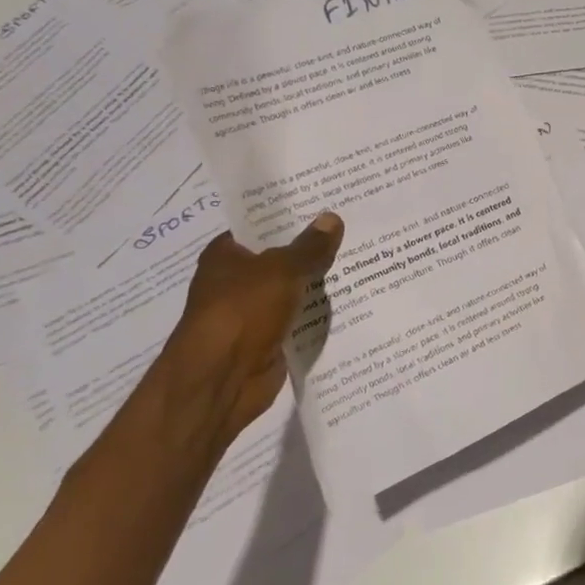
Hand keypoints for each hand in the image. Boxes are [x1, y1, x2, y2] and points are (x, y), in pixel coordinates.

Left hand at [142, 213, 343, 462]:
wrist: (221, 380)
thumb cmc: (241, 311)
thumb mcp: (282, 269)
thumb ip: (310, 246)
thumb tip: (332, 218)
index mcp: (226, 254)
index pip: (261, 226)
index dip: (292, 215)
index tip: (327, 204)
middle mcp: (236, 281)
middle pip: (281, 256)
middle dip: (312, 247)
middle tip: (354, 227)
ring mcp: (253, 312)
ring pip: (293, 288)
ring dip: (319, 281)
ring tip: (363, 257)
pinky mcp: (269, 339)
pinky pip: (300, 317)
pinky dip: (319, 312)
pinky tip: (353, 297)